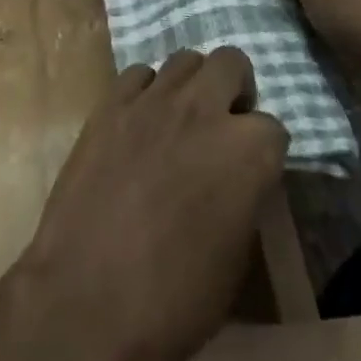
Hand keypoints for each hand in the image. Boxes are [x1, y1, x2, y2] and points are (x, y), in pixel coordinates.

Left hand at [6, 48, 288, 360]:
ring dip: (191, 84)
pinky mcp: (110, 104)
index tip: (253, 171)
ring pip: (184, 60)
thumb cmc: (173, 300)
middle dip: (235, 87)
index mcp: (246, 152)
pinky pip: (137, 76)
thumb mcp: (234, 261)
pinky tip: (139, 124)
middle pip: (231, 62)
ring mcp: (152, 101)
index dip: (265, 151)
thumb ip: (243, 199)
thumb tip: (237, 181)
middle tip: (223, 123)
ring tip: (180, 120)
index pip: (274, 128)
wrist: (86, 300)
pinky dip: (145, 92)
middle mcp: (203, 110)